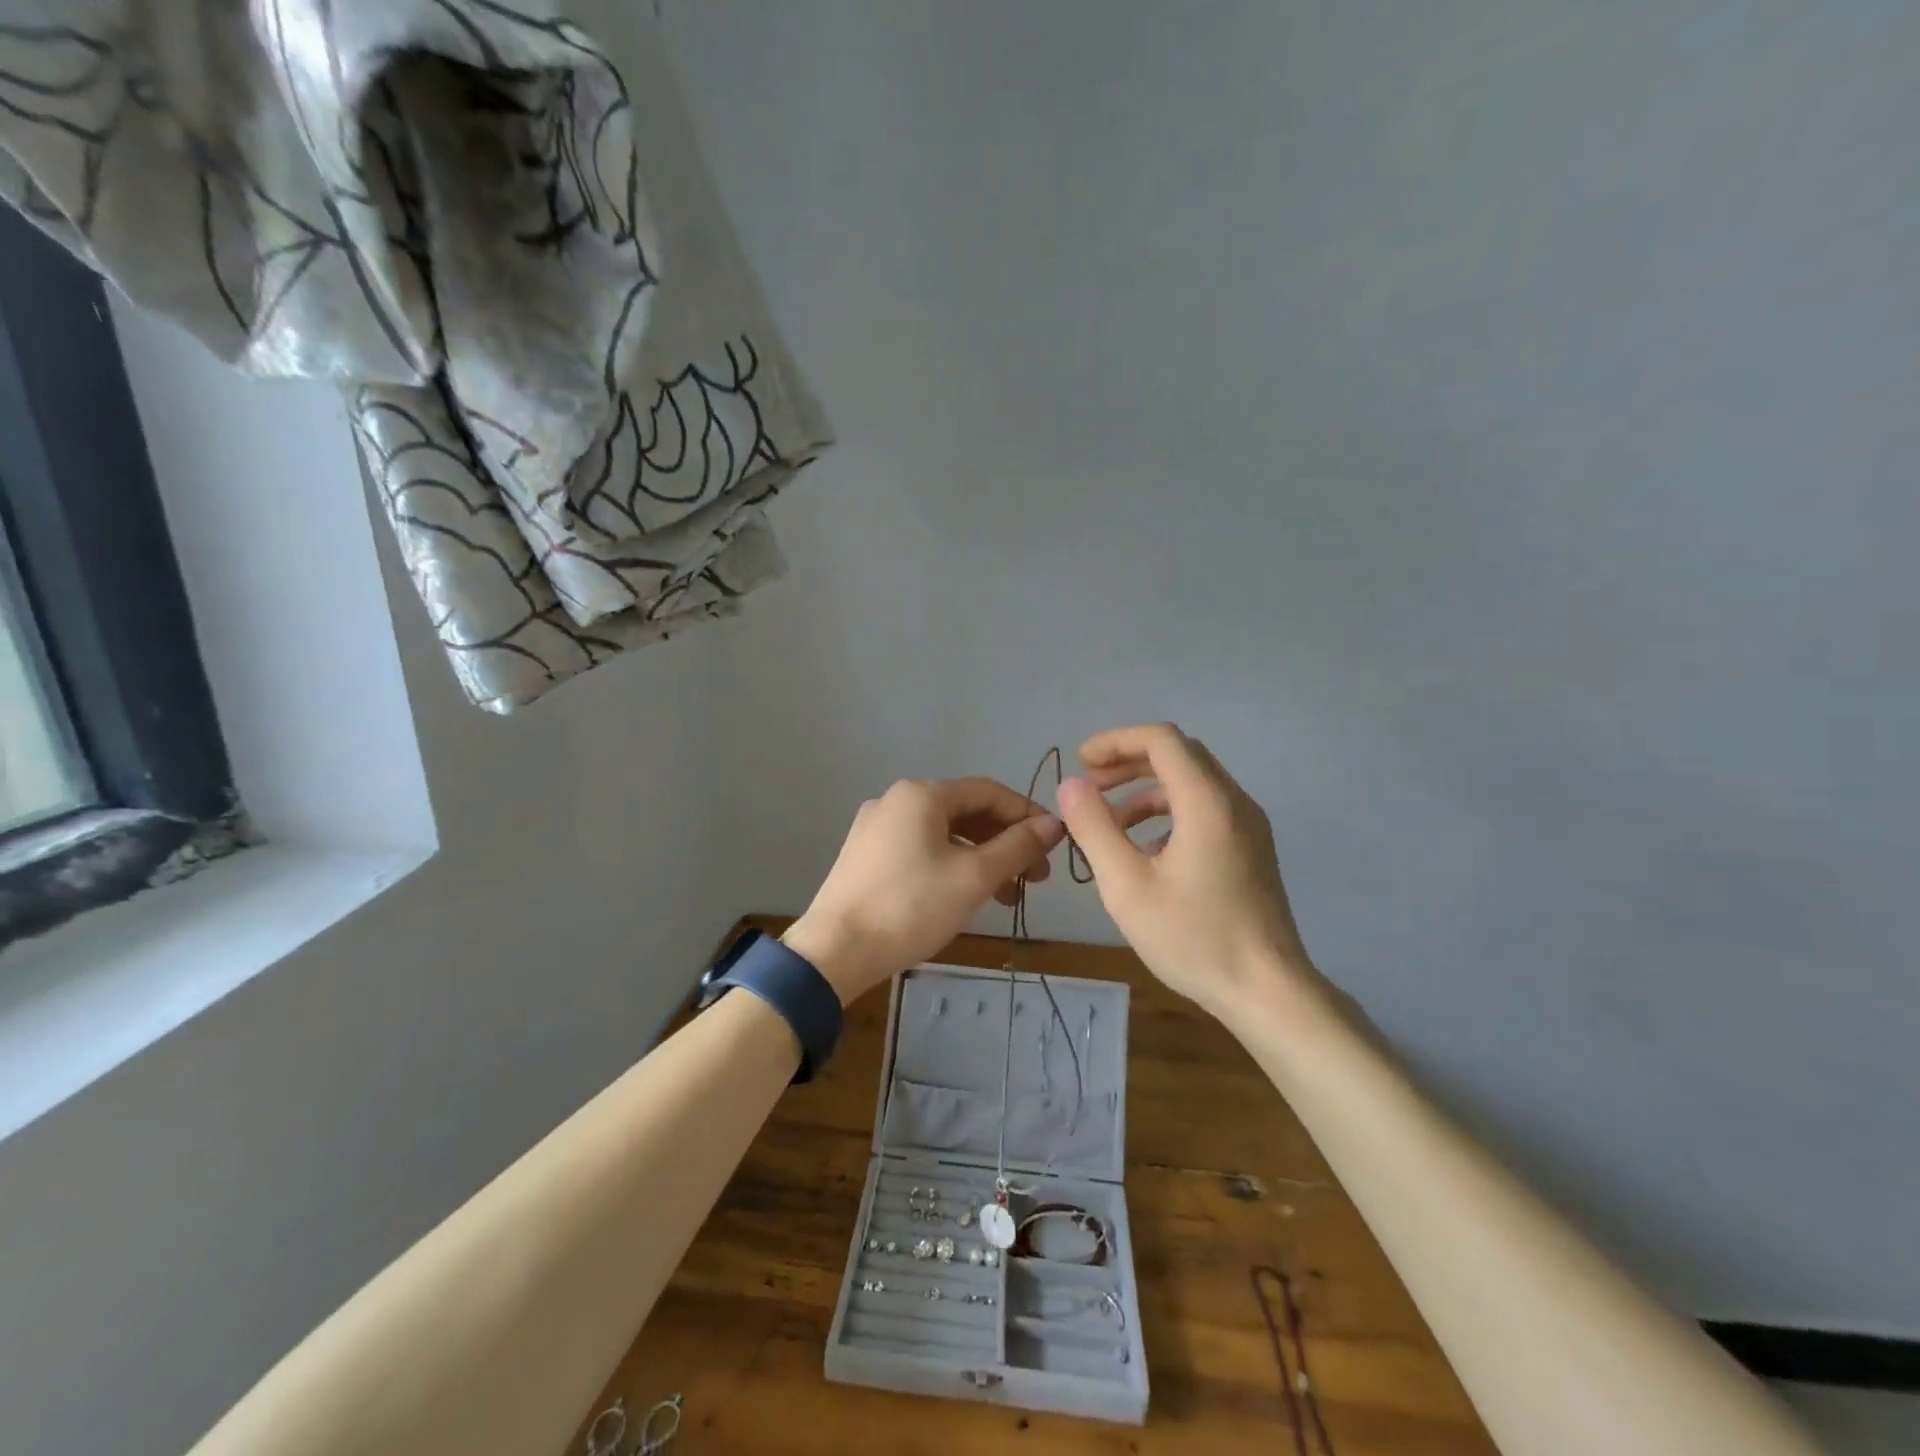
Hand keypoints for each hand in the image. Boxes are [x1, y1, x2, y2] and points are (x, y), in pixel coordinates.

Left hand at [784, 777, 1065, 1004]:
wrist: (835, 951)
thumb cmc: (910, 907)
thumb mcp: (973, 877)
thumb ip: (1017, 846)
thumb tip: (1054, 824)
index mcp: (922, 794)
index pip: (988, 791)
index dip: (1026, 814)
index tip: (1054, 845)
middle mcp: (896, 800)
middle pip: (966, 811)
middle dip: (1005, 841)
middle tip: (1035, 877)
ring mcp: (876, 827)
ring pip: (944, 833)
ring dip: (981, 857)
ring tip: (1008, 895)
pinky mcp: (865, 855)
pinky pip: (920, 848)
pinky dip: (951, 864)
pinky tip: (965, 895)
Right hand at [1055, 723, 1323, 1019]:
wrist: (1268, 993)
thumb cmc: (1194, 938)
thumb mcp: (1127, 886)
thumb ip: (1094, 828)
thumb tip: (1071, 785)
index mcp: (1207, 802)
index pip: (1161, 739)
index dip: (1116, 741)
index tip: (1081, 762)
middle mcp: (1234, 802)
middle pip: (1179, 755)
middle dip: (1129, 762)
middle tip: (1091, 786)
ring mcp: (1249, 826)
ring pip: (1193, 783)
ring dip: (1147, 790)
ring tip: (1110, 823)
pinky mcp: (1252, 850)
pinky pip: (1206, 810)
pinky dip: (1169, 813)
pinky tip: (1146, 851)